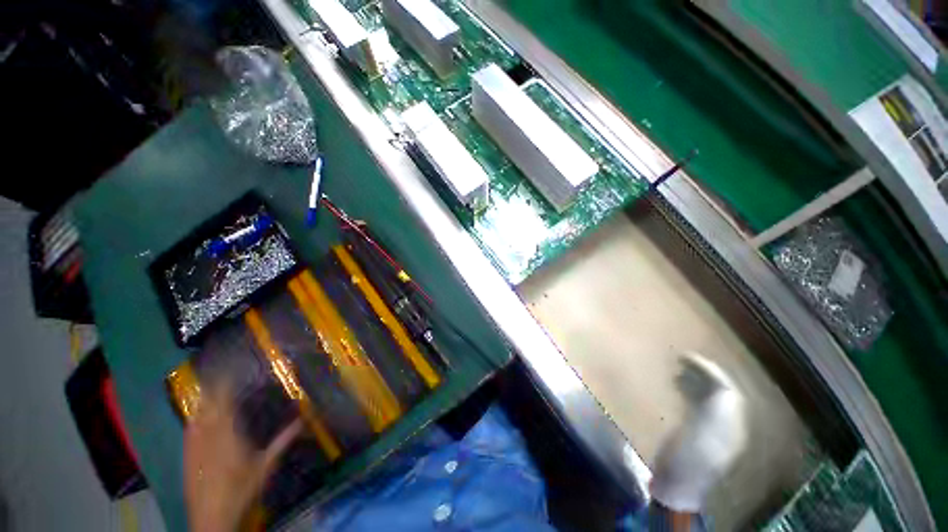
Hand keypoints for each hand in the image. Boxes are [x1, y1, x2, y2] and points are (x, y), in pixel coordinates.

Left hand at [184, 383, 301, 531]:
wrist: (211, 518)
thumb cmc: (242, 490)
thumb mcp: (266, 466)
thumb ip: (283, 440)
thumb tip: (304, 419)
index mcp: (227, 433)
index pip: (224, 400)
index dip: (225, 382)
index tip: (232, 367)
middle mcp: (207, 434)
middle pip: (206, 404)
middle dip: (214, 387)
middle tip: (225, 374)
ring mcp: (193, 445)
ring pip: (195, 415)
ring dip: (204, 400)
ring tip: (213, 389)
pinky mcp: (186, 455)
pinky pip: (189, 429)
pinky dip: (195, 417)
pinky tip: (199, 416)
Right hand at [649, 353, 746, 513]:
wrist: (677, 488)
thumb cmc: (688, 461)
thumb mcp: (705, 435)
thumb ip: (717, 412)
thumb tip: (723, 386)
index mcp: (731, 425)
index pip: (727, 389)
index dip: (709, 370)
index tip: (686, 357)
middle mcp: (727, 425)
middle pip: (720, 392)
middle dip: (701, 373)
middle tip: (679, 360)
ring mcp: (712, 431)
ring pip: (709, 397)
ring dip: (694, 381)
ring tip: (676, 371)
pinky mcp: (697, 434)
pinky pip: (698, 405)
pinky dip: (688, 392)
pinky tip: (675, 389)